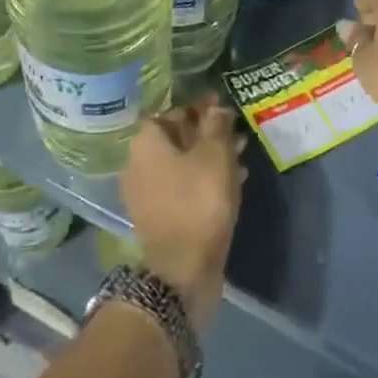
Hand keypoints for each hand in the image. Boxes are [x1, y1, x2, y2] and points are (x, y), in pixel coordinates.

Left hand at [122, 96, 245, 331]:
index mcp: (146, 143)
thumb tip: (215, 107)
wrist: (182, 270)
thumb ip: (216, 126)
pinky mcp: (158, 216)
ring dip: (208, 157)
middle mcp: (137, 163)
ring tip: (240, 157)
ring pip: (181, 163)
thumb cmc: (198, 202)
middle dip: (206, 133)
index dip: (198, 107)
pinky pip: (182, 187)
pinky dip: (203, 180)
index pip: (170, 111)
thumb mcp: (215, 156)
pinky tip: (231, 182)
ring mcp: (145, 192)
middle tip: (235, 133)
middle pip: (175, 137)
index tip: (222, 107)